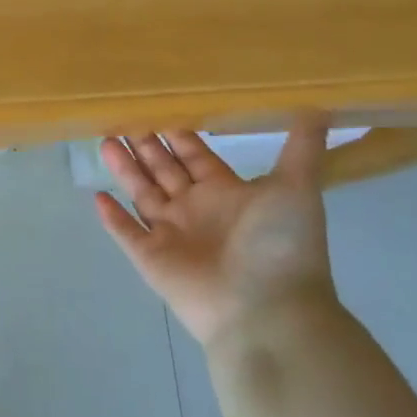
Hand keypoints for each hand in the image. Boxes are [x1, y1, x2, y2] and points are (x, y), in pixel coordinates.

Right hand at [95, 118, 335, 350]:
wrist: (267, 311)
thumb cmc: (279, 245)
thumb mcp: (296, 188)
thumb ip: (302, 148)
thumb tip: (321, 108)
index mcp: (225, 193)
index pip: (195, 155)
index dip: (178, 133)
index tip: (158, 105)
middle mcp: (196, 210)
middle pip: (164, 170)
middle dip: (145, 145)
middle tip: (122, 115)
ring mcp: (172, 236)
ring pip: (141, 194)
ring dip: (124, 169)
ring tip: (104, 139)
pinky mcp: (152, 259)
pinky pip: (126, 233)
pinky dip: (111, 217)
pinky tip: (95, 196)